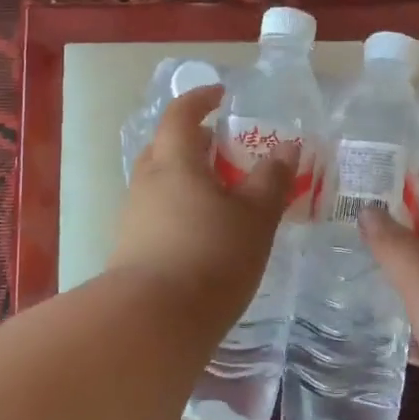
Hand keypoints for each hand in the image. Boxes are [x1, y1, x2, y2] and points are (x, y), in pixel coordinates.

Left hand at [107, 85, 292, 323]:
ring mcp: (134, 216)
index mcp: (174, 161)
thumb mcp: (254, 216)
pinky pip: (160, 211)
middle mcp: (147, 181)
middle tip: (229, 150)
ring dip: (191, 178)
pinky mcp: (131, 248)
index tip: (223, 96)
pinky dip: (183, 208)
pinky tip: (207, 233)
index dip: (201, 99)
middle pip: (168, 147)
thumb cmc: (210, 256)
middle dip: (197, 142)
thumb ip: (272, 179)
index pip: (181, 113)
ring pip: (163, 182)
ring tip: (225, 196)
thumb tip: (287, 147)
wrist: (151, 323)